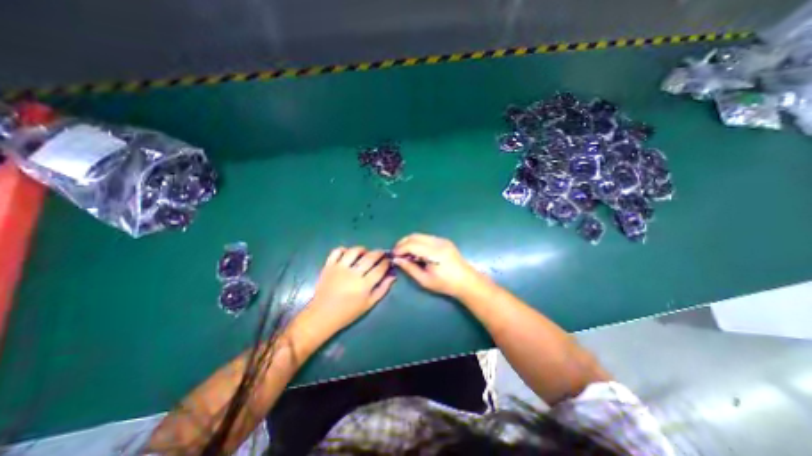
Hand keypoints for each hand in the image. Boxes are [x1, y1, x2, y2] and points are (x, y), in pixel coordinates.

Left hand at [301, 245, 397, 333]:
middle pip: (370, 257)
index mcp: (364, 285)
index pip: (380, 268)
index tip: (388, 261)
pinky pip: (337, 251)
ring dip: (363, 249)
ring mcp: (340, 268)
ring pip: (354, 251)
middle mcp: (353, 274)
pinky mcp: (328, 266)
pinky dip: (343, 249)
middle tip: (381, 253)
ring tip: (365, 253)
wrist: (322, 315)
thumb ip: (382, 289)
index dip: (386, 262)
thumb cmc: (348, 312)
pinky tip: (348, 254)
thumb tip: (392, 276)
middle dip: (379, 253)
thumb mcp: (369, 304)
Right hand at [393, 235, 487, 298]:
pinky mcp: (444, 241)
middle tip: (397, 253)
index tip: (393, 256)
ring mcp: (442, 240)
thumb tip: (397, 260)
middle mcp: (438, 242)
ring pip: (420, 235)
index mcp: (434, 253)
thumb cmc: (445, 284)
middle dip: (403, 243)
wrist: (467, 281)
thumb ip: (410, 268)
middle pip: (414, 236)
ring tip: (405, 254)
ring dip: (410, 242)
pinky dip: (418, 242)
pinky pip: (426, 238)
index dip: (400, 249)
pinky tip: (416, 252)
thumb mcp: (425, 280)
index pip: (412, 245)